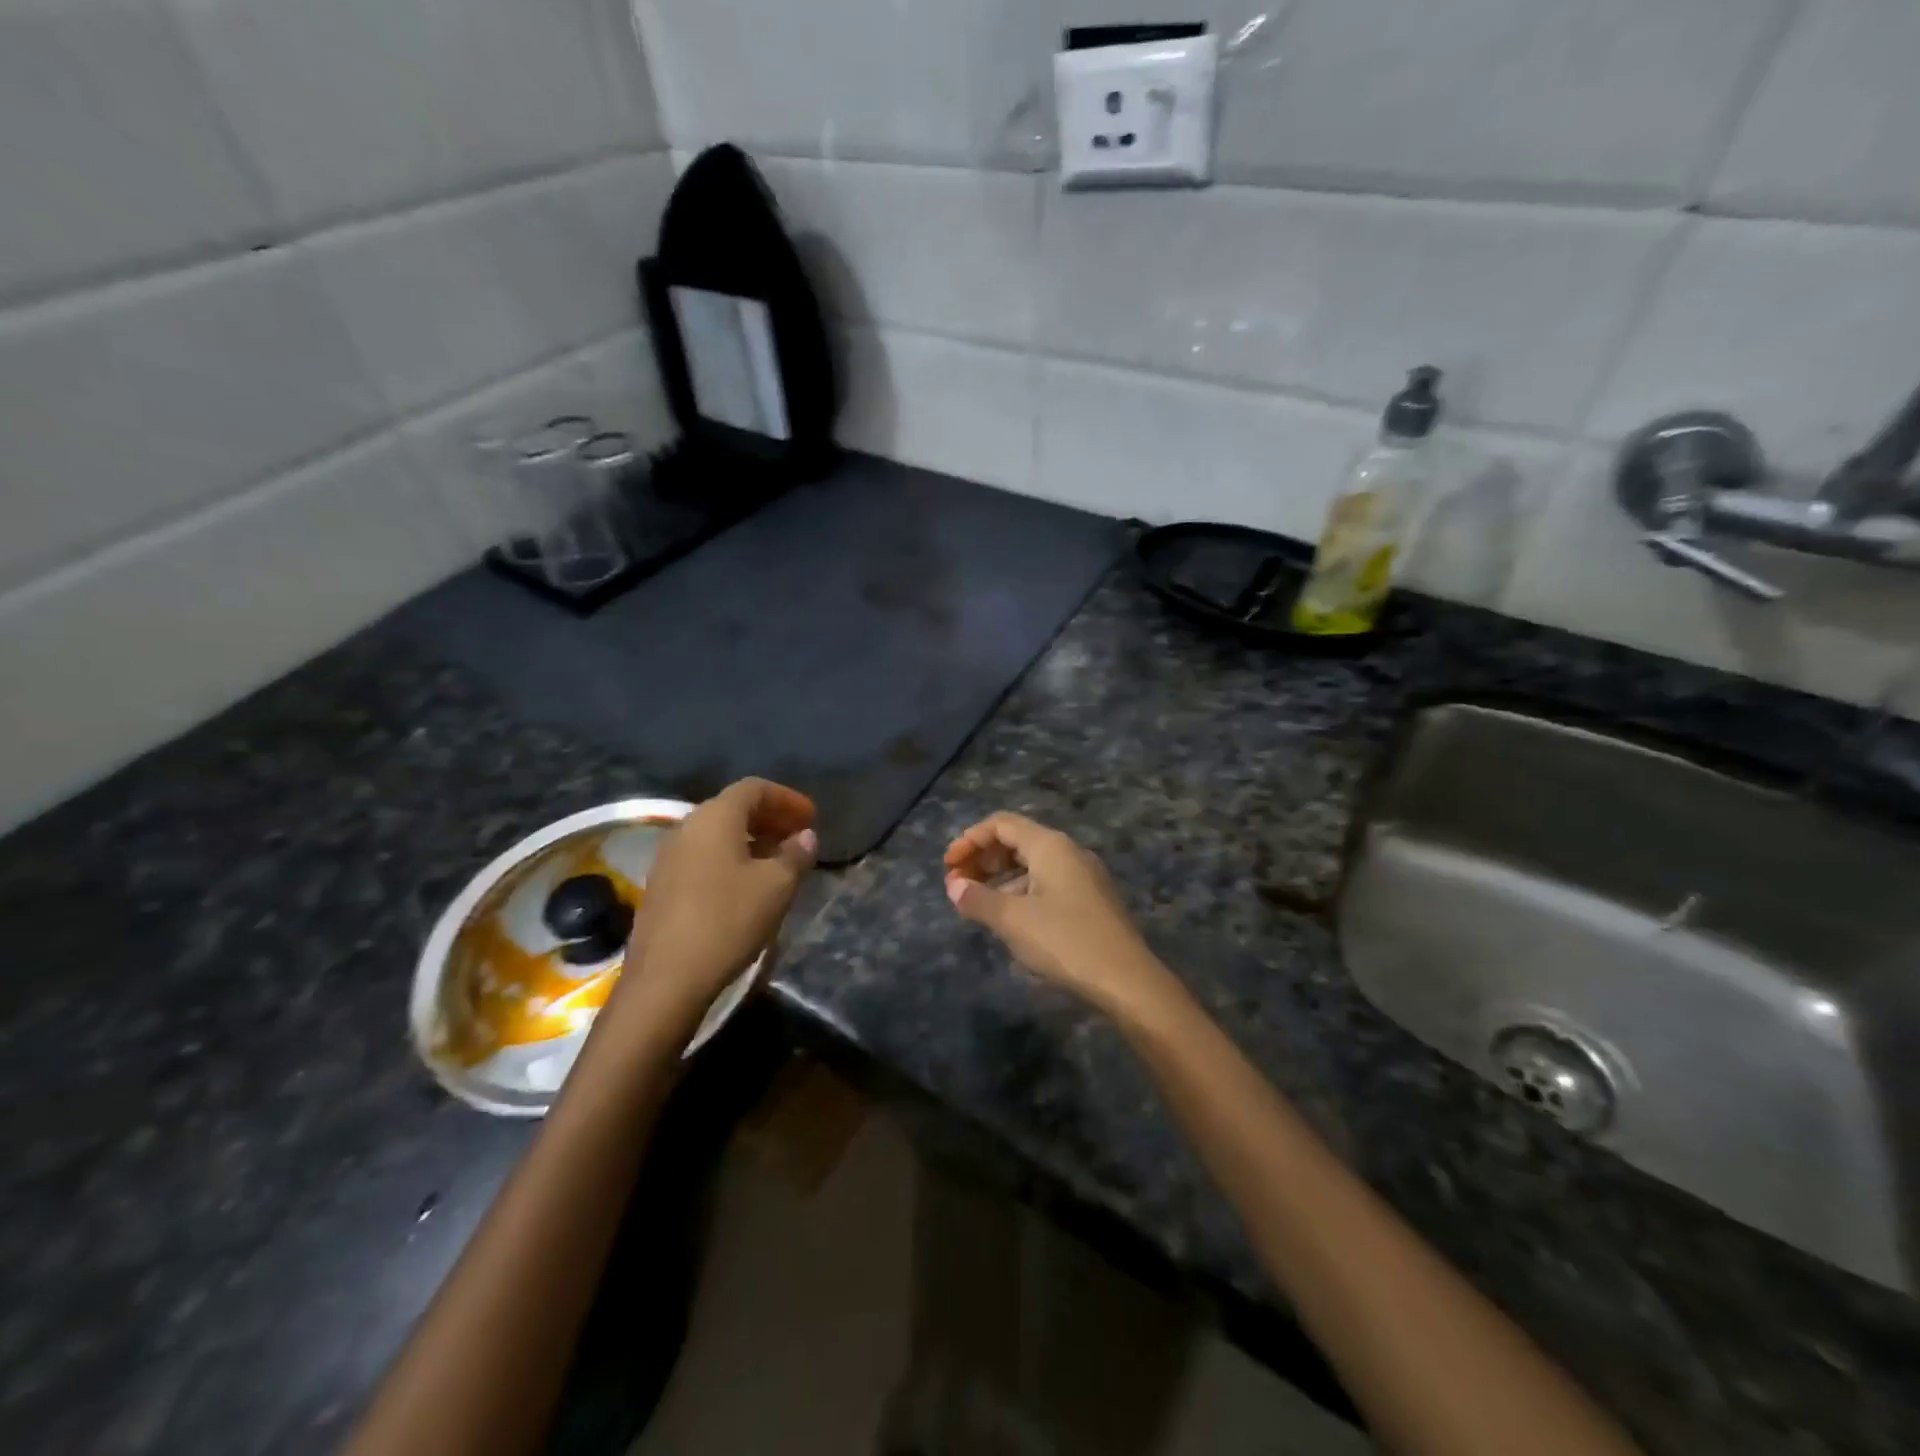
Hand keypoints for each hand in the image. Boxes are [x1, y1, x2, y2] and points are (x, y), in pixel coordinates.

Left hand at [622, 778, 817, 1016]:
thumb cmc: (728, 921)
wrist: (666, 980)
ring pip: (717, 835)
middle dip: (770, 818)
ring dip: (751, 840)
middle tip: (799, 837)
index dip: (786, 798)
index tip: (811, 817)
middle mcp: (687, 827)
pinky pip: (703, 857)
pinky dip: (731, 859)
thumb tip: (805, 836)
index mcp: (715, 817)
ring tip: (779, 862)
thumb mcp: (777, 886)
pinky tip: (748, 885)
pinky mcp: (662, 886)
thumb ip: (796, 855)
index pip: (754, 788)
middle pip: (733, 808)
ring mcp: (669, 857)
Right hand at [943, 813, 1177, 1021]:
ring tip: (977, 904)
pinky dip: (1021, 891)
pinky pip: (1047, 882)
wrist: (1127, 980)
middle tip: (958, 885)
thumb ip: (978, 899)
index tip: (948, 867)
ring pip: (1032, 864)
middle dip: (983, 859)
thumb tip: (954, 886)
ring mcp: (1084, 875)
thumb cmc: (1065, 941)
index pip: (1002, 824)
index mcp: (1050, 846)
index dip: (970, 840)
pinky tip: (1009, 918)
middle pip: (1017, 840)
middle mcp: (1069, 851)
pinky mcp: (1091, 899)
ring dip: (1000, 878)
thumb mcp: (1013, 920)